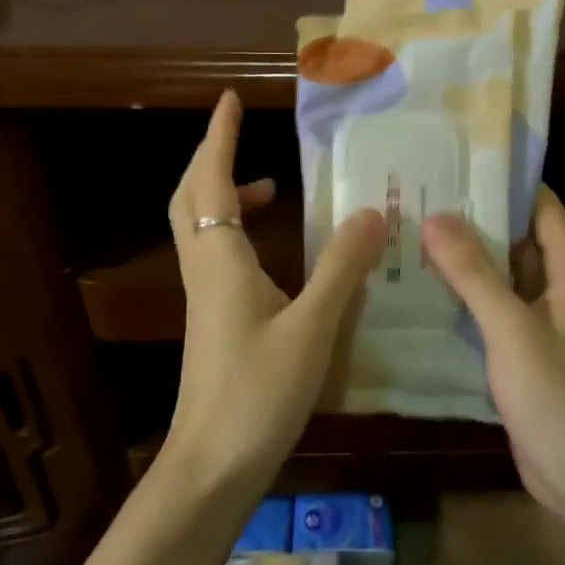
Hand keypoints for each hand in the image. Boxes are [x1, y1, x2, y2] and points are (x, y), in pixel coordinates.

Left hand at [166, 91, 384, 486]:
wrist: (212, 464)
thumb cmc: (259, 392)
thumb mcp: (312, 327)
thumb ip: (342, 268)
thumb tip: (373, 212)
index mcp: (220, 260)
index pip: (213, 181)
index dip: (220, 138)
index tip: (230, 100)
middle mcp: (204, 270)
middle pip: (191, 199)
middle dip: (213, 160)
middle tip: (244, 137)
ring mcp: (205, 298)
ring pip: (201, 229)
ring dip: (226, 198)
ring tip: (273, 191)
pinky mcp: (213, 322)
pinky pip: (218, 257)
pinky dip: (239, 235)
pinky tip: (276, 257)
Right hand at [423, 187, 564, 515]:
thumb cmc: (556, 394)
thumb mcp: (511, 328)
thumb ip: (474, 273)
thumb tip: (436, 217)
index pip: (542, 208)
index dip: (504, 185)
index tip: (457, 168)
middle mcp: (564, 289)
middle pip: (521, 240)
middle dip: (476, 222)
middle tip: (422, 201)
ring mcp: (547, 322)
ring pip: (506, 277)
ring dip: (469, 261)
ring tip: (415, 237)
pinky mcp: (529, 351)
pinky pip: (498, 311)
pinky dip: (470, 298)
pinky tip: (428, 291)